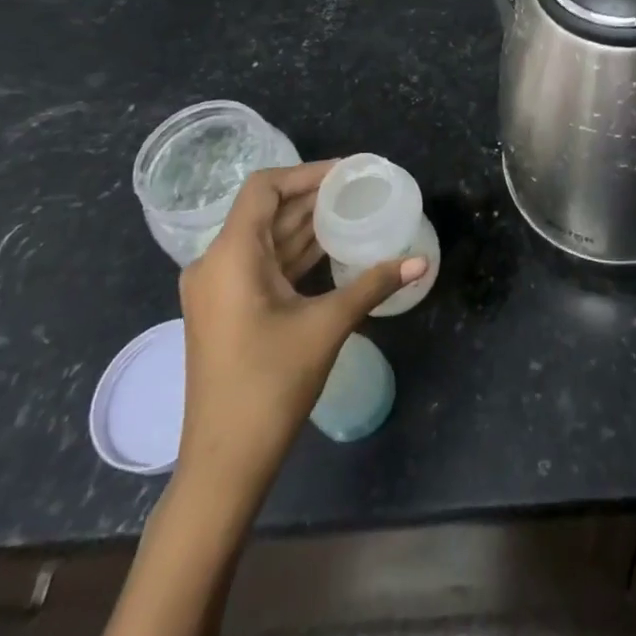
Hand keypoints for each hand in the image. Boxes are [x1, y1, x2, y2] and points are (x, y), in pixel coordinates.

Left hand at [176, 161, 426, 491]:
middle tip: (359, 189)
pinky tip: (332, 249)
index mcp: (230, 256)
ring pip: (264, 239)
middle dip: (312, 196)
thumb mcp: (326, 326)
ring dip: (305, 224)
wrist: (225, 463)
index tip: (348, 173)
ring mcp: (218, 290)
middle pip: (265, 211)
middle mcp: (215, 264)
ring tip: (353, 211)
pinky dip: (295, 252)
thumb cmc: (270, 384)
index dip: (306, 172)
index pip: (264, 188)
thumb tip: (420, 261)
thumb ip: (372, 285)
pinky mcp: (227, 311)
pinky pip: (262, 264)